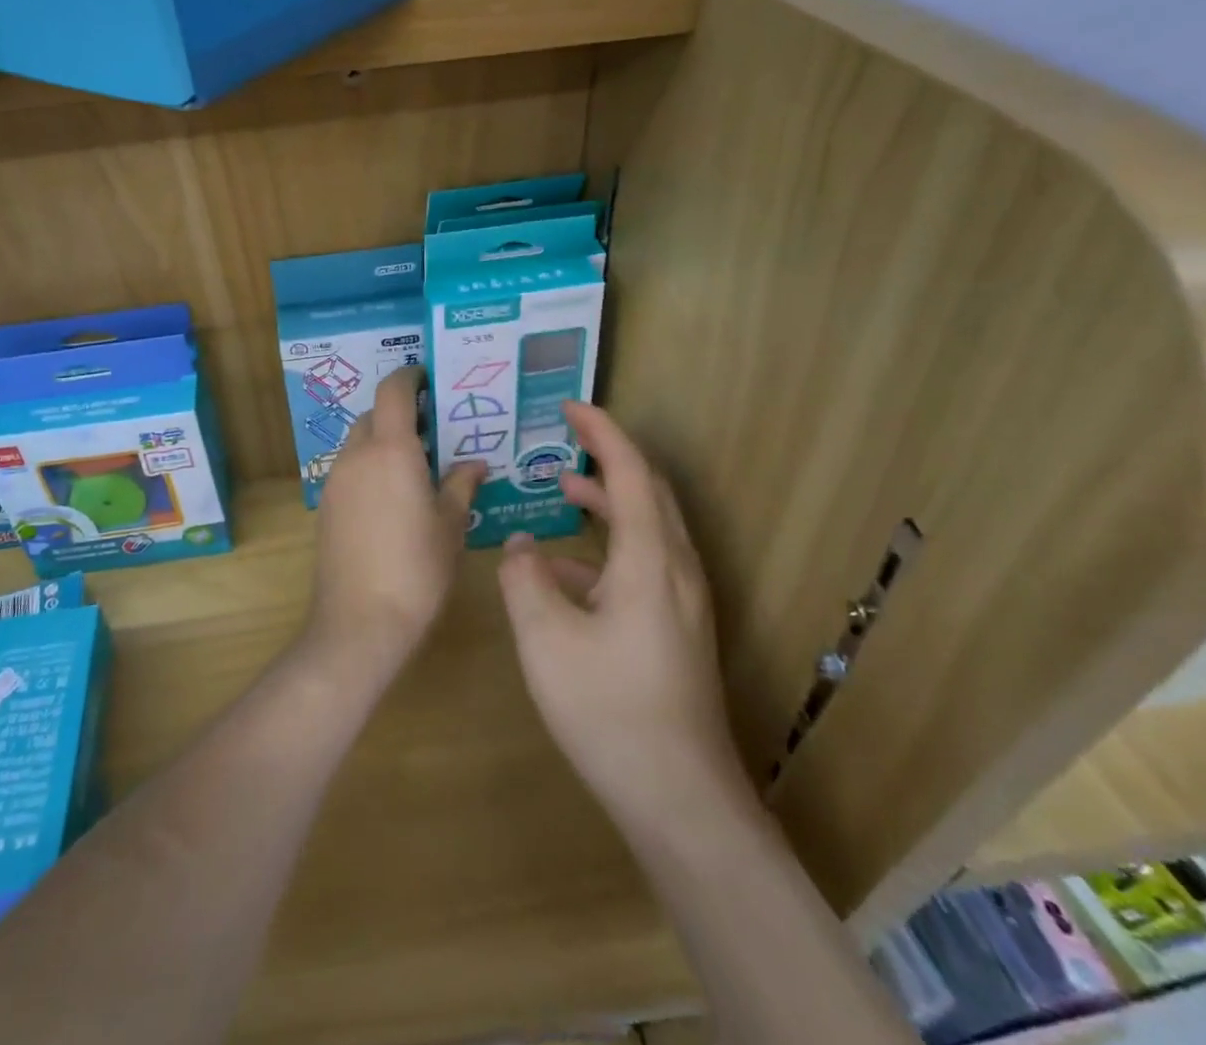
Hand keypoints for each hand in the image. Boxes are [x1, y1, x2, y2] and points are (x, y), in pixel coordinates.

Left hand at [309, 367, 483, 673]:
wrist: (359, 622)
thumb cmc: (417, 570)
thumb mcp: (450, 526)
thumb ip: (461, 486)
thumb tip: (474, 464)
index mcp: (391, 450)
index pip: (394, 391)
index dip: (410, 376)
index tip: (430, 379)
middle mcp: (357, 455)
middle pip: (374, 415)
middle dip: (400, 412)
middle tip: (433, 429)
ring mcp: (335, 480)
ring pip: (358, 442)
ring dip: (382, 440)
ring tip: (416, 463)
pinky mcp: (325, 506)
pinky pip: (349, 469)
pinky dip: (369, 466)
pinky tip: (392, 495)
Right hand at [498, 401, 744, 826]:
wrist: (679, 798)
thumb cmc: (609, 710)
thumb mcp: (545, 638)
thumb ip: (525, 577)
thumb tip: (521, 543)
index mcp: (650, 560)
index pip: (629, 472)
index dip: (601, 432)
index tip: (569, 407)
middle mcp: (677, 569)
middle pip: (650, 491)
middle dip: (609, 457)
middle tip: (566, 440)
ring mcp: (684, 601)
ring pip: (650, 527)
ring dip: (609, 501)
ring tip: (562, 492)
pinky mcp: (678, 628)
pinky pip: (646, 564)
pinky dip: (609, 547)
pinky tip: (566, 572)